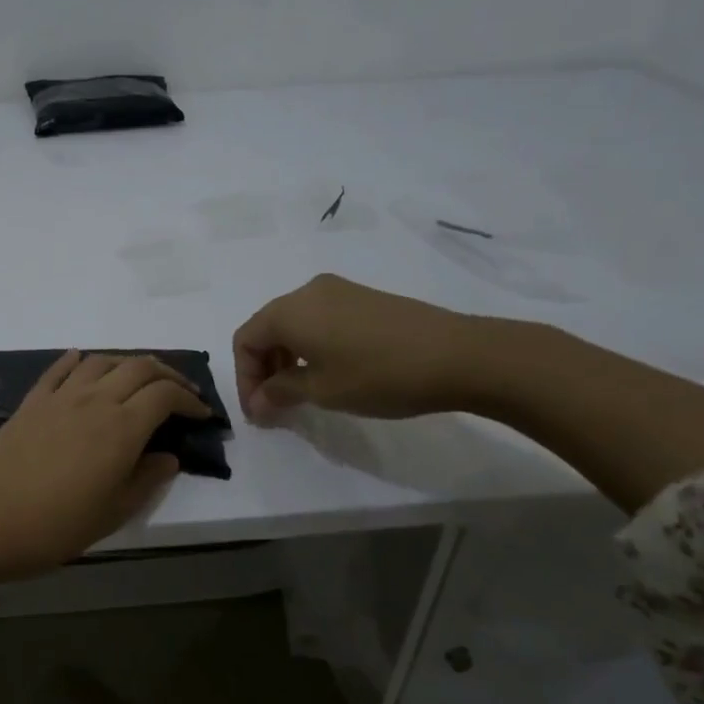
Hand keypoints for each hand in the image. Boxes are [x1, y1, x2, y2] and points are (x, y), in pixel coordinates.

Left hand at [0, 351, 210, 578]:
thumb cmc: (52, 525)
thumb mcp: (111, 513)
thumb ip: (145, 481)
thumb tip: (169, 457)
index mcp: (121, 427)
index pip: (165, 395)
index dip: (189, 400)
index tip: (201, 414)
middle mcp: (94, 400)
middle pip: (138, 367)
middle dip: (166, 374)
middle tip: (180, 393)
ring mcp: (59, 397)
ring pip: (102, 361)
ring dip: (127, 363)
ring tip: (138, 381)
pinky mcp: (31, 402)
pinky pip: (60, 369)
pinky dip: (78, 361)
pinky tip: (83, 363)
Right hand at [233, 274, 487, 421]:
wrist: (459, 355)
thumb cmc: (378, 374)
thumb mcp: (322, 390)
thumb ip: (281, 392)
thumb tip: (259, 401)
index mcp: (289, 310)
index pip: (245, 340)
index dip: (244, 378)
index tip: (258, 412)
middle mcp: (308, 292)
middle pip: (267, 329)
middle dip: (263, 369)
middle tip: (275, 406)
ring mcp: (339, 291)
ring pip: (294, 324)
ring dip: (287, 359)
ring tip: (301, 393)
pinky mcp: (364, 298)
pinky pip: (320, 320)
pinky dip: (311, 347)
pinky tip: (330, 372)